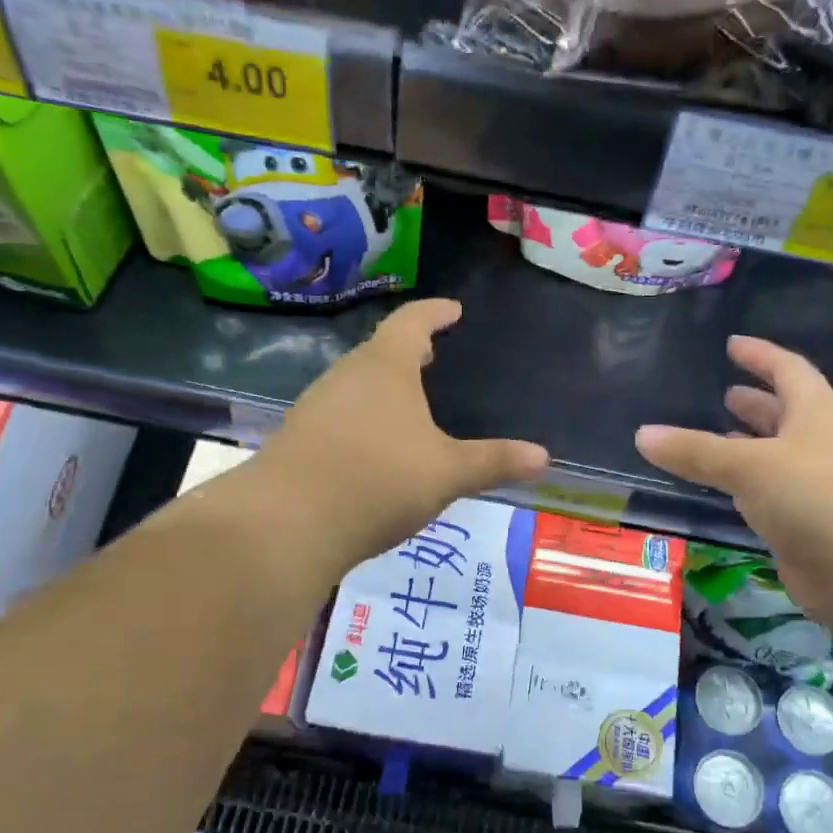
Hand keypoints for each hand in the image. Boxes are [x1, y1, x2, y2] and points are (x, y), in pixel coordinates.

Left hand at [249, 299, 548, 570]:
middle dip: (407, 352)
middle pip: (379, 352)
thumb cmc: (379, 480)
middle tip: (430, 356)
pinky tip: (373, 448)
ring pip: (356, 386)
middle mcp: (346, 376)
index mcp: (384, 367)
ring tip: (406, 402)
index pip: (412, 323)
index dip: (434, 313)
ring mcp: (316, 407)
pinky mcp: (298, 440)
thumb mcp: (448, 473)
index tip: (452, 309)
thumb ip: (494, 462)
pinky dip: (362, 420)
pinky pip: (339, 417)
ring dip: (382, 387)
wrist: (289, 522)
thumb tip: (544, 457)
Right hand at [634, 336, 832, 625]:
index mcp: (818, 414)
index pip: (789, 371)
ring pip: (778, 458)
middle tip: (723, 394)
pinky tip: (726, 492)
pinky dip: (749, 489)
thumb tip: (642, 434)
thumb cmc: (820, 498)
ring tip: (716, 437)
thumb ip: (696, 451)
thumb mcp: (751, 465)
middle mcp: (822, 445)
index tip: (732, 344)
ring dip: (750, 446)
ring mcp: (820, 488)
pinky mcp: (811, 527)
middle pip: (788, 414)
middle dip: (756, 403)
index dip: (761, 355)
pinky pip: (772, 497)